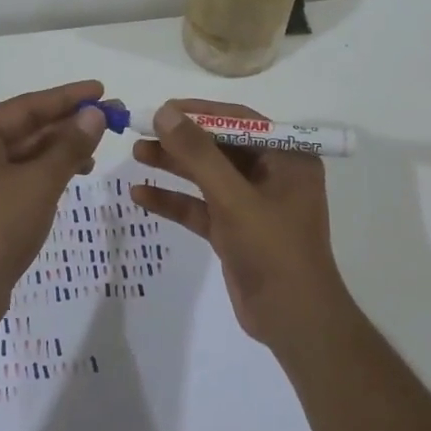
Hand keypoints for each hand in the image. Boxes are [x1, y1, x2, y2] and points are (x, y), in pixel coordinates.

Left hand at [0, 80, 110, 329]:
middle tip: (112, 117)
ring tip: (100, 148)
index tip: (102, 90)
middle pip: (27, 128)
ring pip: (27, 155)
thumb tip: (94, 114)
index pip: (27, 106)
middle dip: (69, 123)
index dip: (67, 97)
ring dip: (62, 149)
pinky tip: (76, 174)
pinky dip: (50, 173)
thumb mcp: (38, 183)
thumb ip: (69, 146)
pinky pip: (23, 178)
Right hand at [132, 101, 350, 351]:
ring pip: (207, 176)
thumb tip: (165, 113)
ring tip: (137, 153)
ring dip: (174, 166)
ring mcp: (252, 204)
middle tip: (142, 130)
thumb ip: (198, 154)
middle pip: (220, 147)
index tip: (162, 109)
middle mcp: (272, 175)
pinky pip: (201, 207)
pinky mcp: (235, 231)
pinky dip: (174, 200)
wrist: (293, 320)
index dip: (200, 112)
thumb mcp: (233, 197)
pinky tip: (140, 195)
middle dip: (181, 140)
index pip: (239, 121)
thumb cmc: (273, 249)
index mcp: (287, 157)